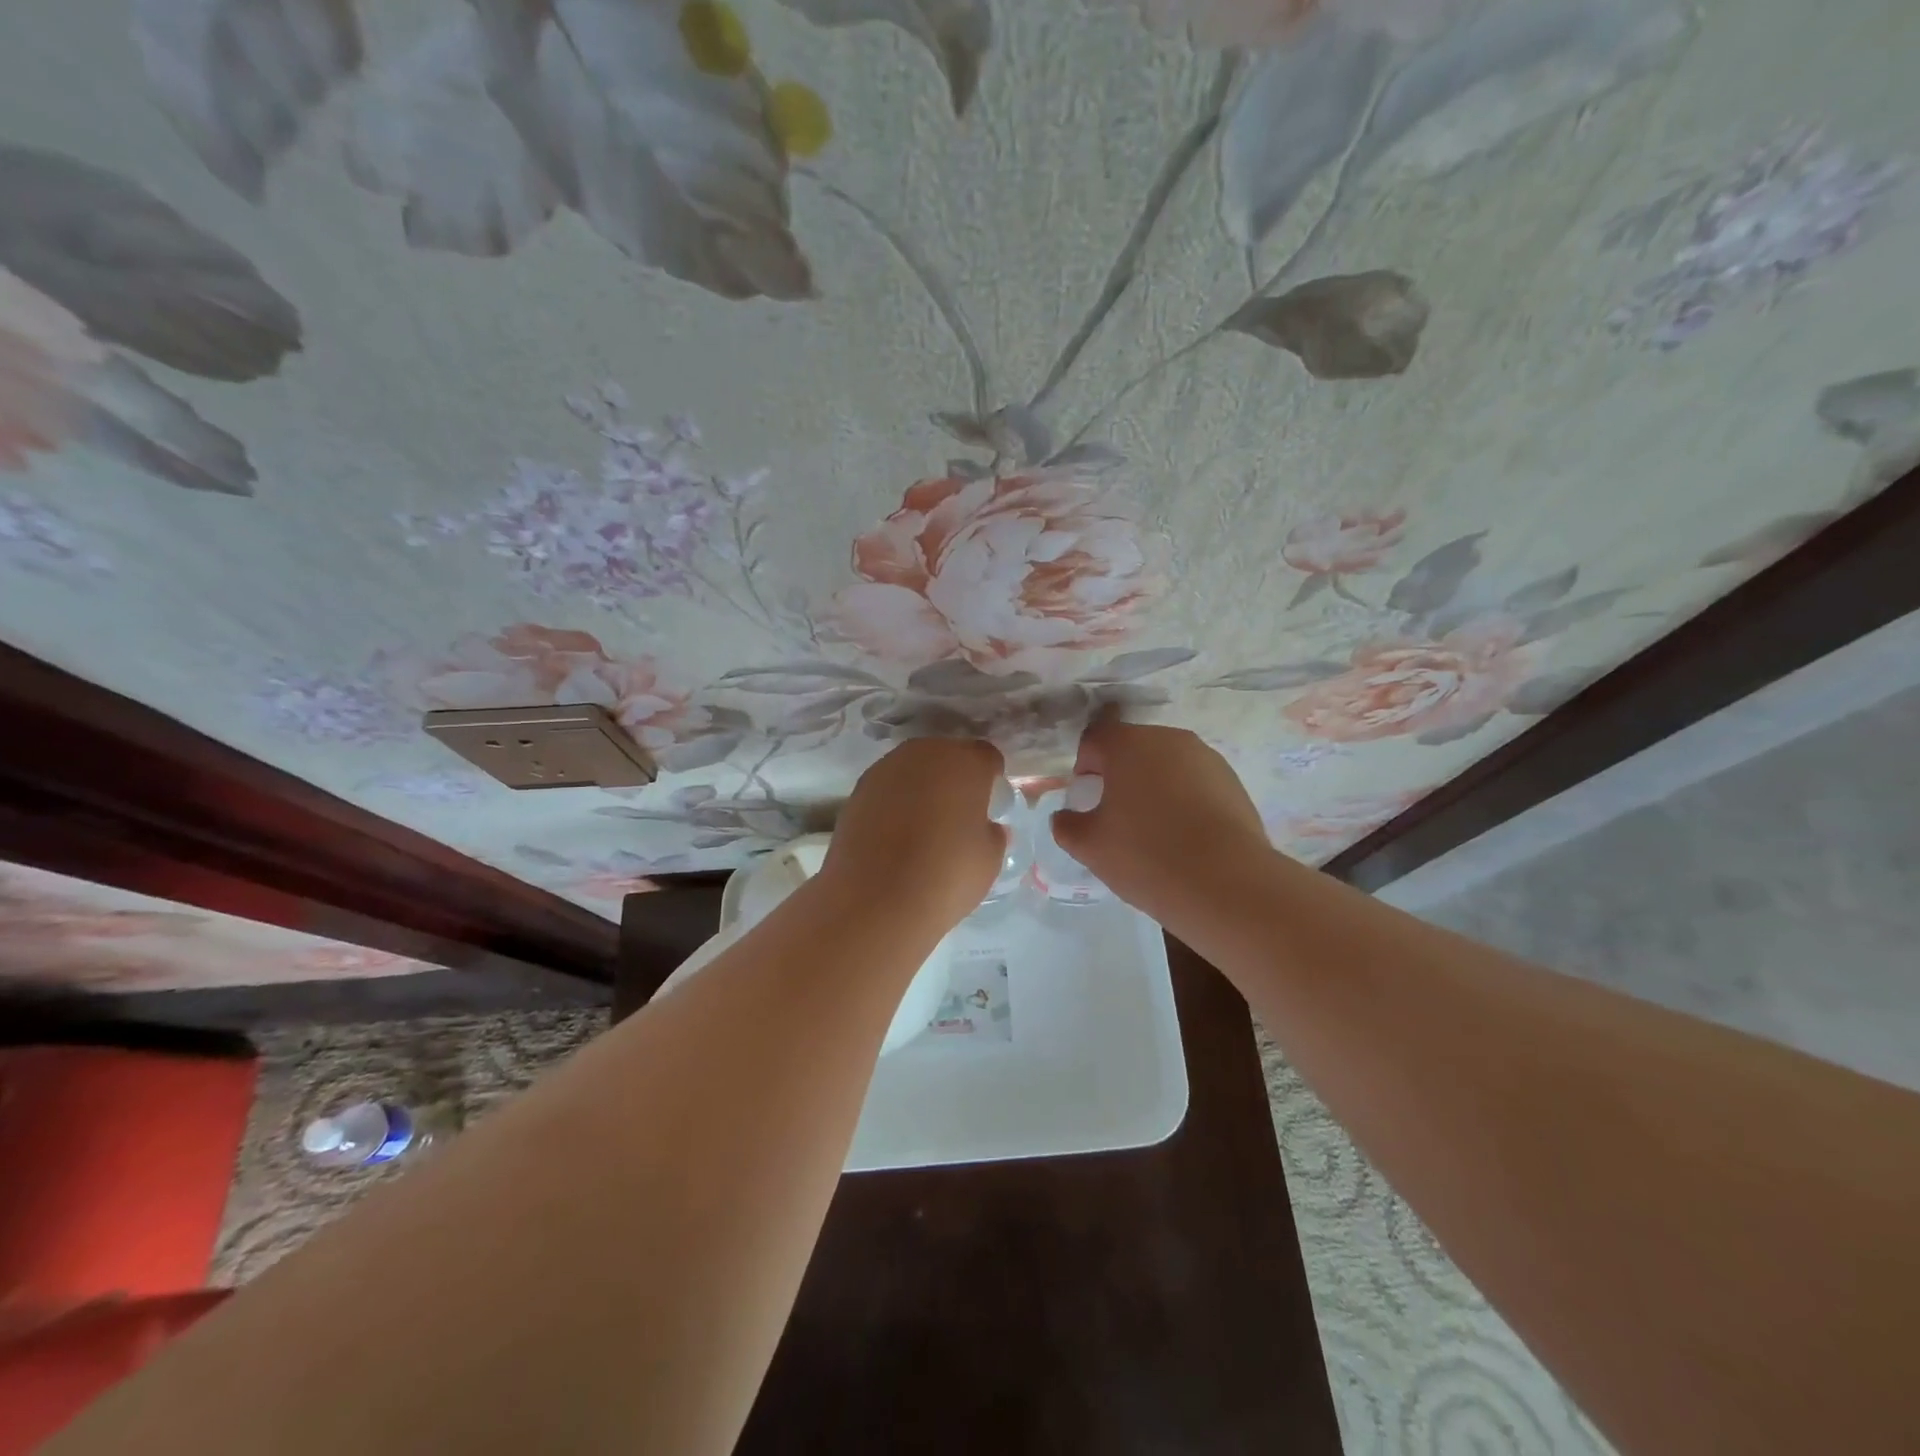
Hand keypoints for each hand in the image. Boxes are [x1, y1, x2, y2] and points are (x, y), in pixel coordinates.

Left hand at [818, 738, 1008, 930]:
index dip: (990, 778)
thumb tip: (986, 828)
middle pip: (946, 756)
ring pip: (913, 769)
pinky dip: (894, 803)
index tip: (990, 803)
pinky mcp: (857, 790)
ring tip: (924, 825)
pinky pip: (887, 789)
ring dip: (921, 788)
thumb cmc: (947, 875)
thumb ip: (992, 833)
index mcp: (965, 762)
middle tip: (958, 813)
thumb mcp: (990, 859)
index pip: (986, 756)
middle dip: (954, 777)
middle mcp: (924, 753)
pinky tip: (896, 835)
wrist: (876, 899)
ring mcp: (885, 769)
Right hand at [1051, 714, 1272, 929]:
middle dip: (1119, 775)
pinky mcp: (1233, 782)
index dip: (1083, 766)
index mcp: (1128, 744)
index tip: (1085, 798)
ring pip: (1167, 765)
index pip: (1094, 739)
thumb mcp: (1090, 846)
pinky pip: (1195, 783)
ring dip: (1154, 786)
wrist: (1227, 884)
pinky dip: (1184, 800)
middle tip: (1116, 816)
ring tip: (1153, 830)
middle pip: (1133, 748)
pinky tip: (1185, 838)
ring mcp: (1206, 758)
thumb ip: (1066, 825)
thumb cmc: (1146, 855)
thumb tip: (1065, 817)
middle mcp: (1169, 739)